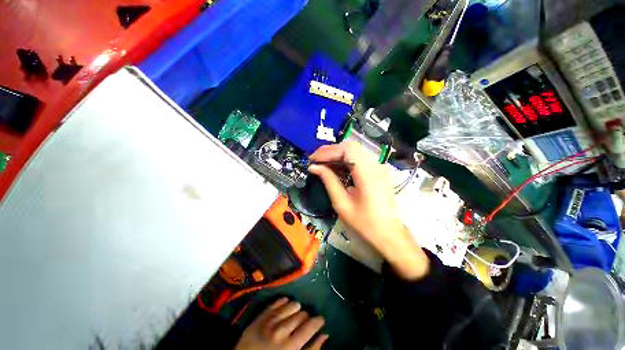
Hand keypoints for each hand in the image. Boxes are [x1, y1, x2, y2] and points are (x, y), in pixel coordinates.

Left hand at [235, 298, 327, 349]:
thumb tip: (325, 335)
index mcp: (291, 346)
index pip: (311, 325)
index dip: (319, 321)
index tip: (321, 321)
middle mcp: (281, 330)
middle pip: (302, 314)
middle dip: (307, 317)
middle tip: (305, 323)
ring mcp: (269, 321)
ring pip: (292, 304)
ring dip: (296, 309)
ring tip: (294, 316)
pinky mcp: (260, 315)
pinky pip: (277, 301)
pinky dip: (284, 302)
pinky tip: (285, 307)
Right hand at [309, 142, 428, 279]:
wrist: (389, 234)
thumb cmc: (365, 223)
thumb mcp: (342, 203)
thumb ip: (328, 181)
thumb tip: (313, 167)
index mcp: (367, 174)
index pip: (347, 150)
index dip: (328, 151)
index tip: (313, 159)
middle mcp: (375, 165)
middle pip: (350, 147)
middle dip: (330, 151)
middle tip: (315, 160)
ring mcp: (378, 167)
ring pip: (354, 152)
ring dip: (336, 155)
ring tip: (322, 163)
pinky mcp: (377, 171)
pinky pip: (358, 159)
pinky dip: (344, 161)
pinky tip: (335, 168)